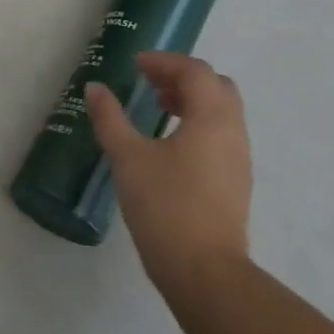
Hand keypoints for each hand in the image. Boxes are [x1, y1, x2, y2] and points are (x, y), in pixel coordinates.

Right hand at [85, 53, 251, 297]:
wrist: (204, 272)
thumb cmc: (165, 206)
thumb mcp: (127, 157)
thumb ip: (110, 118)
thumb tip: (94, 88)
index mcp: (211, 118)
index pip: (195, 71)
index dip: (164, 61)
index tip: (135, 64)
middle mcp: (233, 132)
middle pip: (216, 86)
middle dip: (182, 77)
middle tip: (149, 82)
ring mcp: (239, 159)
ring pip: (221, 112)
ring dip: (191, 101)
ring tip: (157, 109)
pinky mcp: (235, 182)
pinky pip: (221, 135)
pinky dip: (197, 124)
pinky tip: (169, 144)